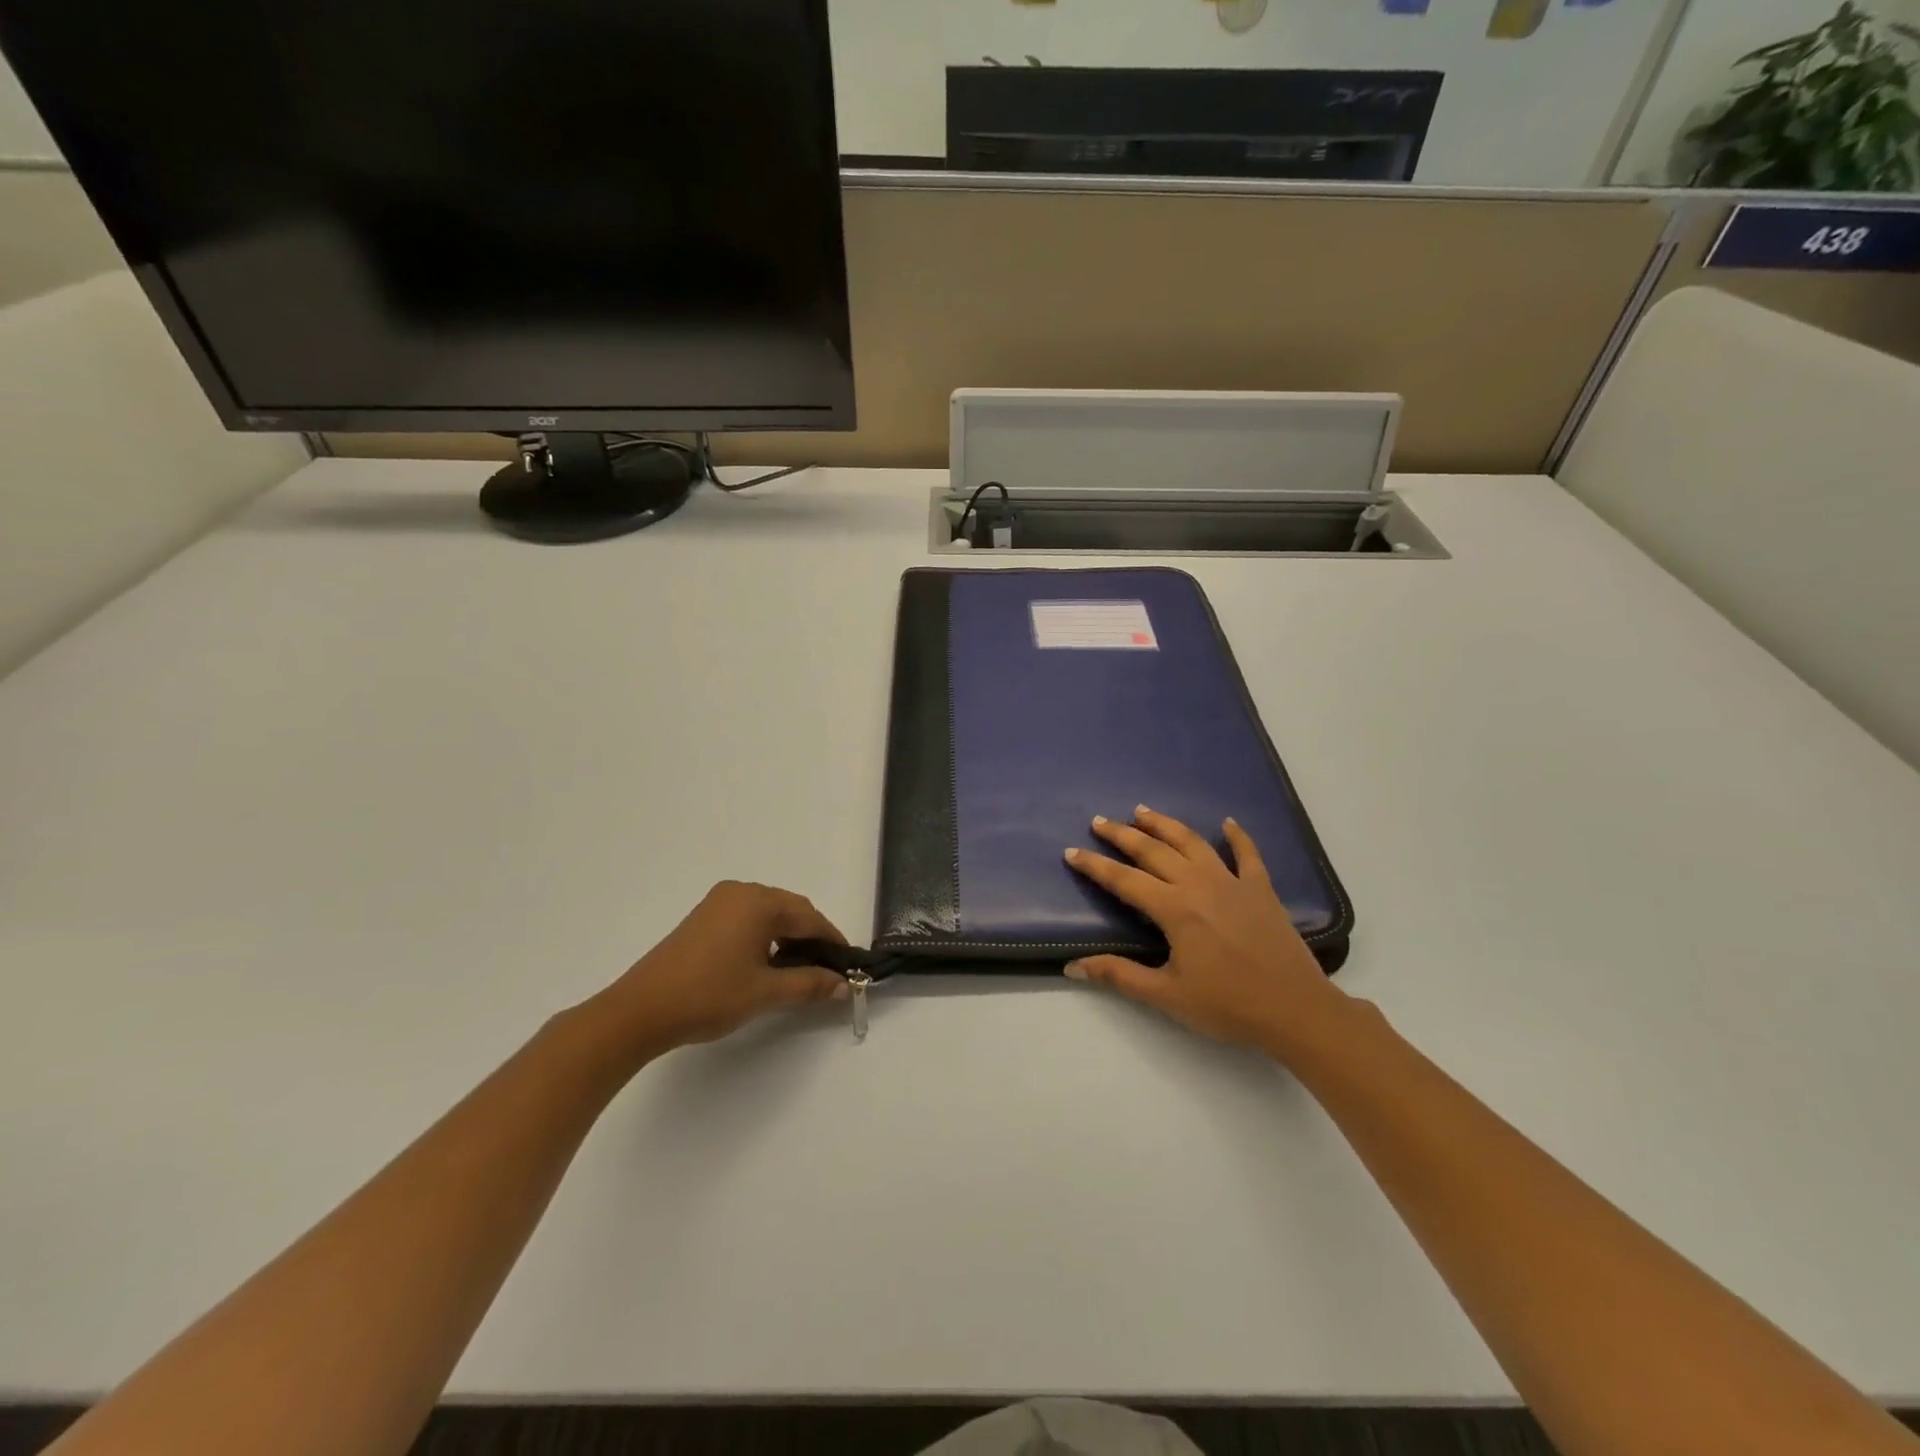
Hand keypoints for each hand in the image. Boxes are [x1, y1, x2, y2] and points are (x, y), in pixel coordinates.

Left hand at [591, 882, 849, 1056]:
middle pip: (790, 911)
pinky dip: (765, 937)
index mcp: (758, 901)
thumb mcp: (766, 992)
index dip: (832, 942)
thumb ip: (809, 984)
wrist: (640, 1010)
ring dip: (788, 938)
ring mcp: (718, 903)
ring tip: (799, 971)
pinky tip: (767, 964)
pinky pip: (748, 919)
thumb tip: (844, 985)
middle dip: (811, 938)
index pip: (810, 917)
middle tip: (827, 972)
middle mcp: (740, 892)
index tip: (848, 967)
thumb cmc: (709, 995)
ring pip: (768, 915)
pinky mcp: (703, 918)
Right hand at [1064, 808, 1346, 1057]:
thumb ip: (1119, 976)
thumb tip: (1072, 966)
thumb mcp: (1167, 996)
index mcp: (1174, 909)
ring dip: (1165, 825)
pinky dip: (1237, 836)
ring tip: (1142, 811)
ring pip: (1192, 842)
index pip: (1124, 880)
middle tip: (1099, 821)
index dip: (1095, 866)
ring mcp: (1233, 882)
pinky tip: (1227, 823)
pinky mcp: (1261, 889)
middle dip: (1122, 835)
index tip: (1072, 851)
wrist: (1296, 1010)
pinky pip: (1247, 854)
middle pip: (1153, 851)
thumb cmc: (1228, 1005)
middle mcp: (1199, 884)